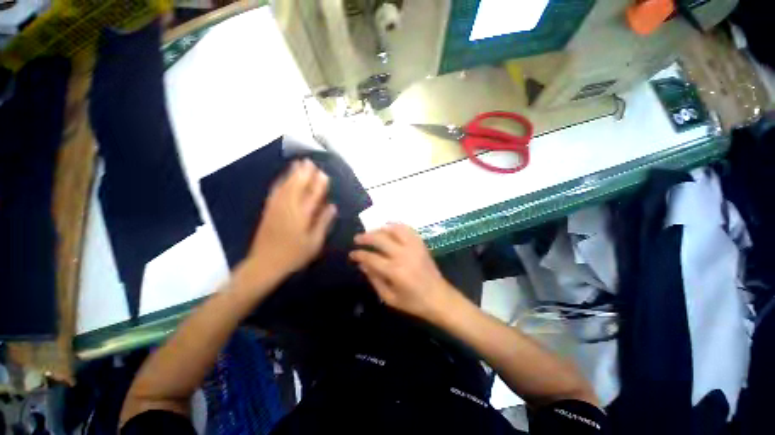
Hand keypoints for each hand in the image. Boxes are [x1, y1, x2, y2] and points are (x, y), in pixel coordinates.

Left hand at [241, 159, 336, 281]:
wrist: (265, 264)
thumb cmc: (294, 255)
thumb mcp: (314, 242)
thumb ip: (323, 223)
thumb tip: (332, 206)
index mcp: (302, 216)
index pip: (313, 195)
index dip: (319, 184)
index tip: (324, 174)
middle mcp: (288, 208)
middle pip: (297, 186)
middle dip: (304, 174)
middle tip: (310, 162)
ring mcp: (276, 208)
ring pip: (285, 186)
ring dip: (292, 174)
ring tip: (298, 164)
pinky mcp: (268, 211)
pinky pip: (274, 192)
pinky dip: (280, 182)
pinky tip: (283, 178)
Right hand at [350, 223, 457, 320]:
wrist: (439, 298)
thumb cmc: (413, 302)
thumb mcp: (389, 297)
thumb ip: (374, 279)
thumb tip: (362, 264)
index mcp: (395, 271)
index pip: (371, 257)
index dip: (359, 254)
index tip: (352, 254)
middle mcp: (403, 255)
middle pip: (380, 239)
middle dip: (366, 237)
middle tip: (357, 239)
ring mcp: (414, 247)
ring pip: (394, 229)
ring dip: (380, 229)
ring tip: (372, 232)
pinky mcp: (421, 244)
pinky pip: (408, 229)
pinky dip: (397, 226)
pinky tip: (389, 228)